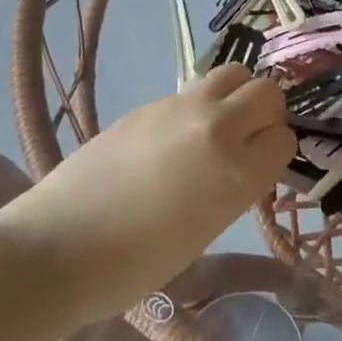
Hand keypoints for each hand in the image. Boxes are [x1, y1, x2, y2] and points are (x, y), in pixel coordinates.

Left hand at [0, 66, 294, 326]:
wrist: (57, 247)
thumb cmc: (133, 266)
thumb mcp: (204, 233)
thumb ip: (233, 189)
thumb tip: (239, 166)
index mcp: (237, 173)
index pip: (284, 139)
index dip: (275, 152)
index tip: (260, 167)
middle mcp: (218, 129)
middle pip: (267, 92)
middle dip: (266, 113)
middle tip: (247, 139)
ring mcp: (180, 109)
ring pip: (232, 74)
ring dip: (235, 95)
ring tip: (216, 127)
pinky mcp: (148, 103)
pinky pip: (191, 91)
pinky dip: (197, 107)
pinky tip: (171, 140)